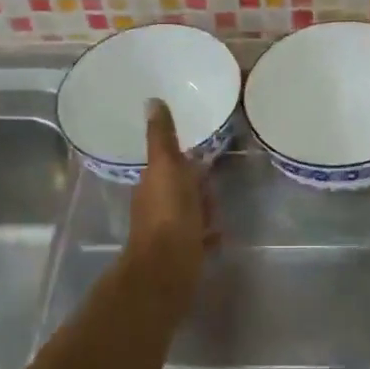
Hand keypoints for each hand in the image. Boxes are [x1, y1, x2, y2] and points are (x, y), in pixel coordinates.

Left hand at [126, 99, 215, 289]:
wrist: (169, 268)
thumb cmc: (169, 213)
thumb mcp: (166, 166)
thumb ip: (161, 136)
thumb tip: (151, 100)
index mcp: (151, 184)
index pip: (169, 166)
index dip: (185, 162)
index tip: (203, 158)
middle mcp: (155, 207)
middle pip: (181, 190)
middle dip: (198, 187)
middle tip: (214, 187)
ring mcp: (168, 233)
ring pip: (189, 214)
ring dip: (203, 211)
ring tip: (218, 213)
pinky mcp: (181, 255)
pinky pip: (198, 239)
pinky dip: (207, 235)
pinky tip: (218, 235)